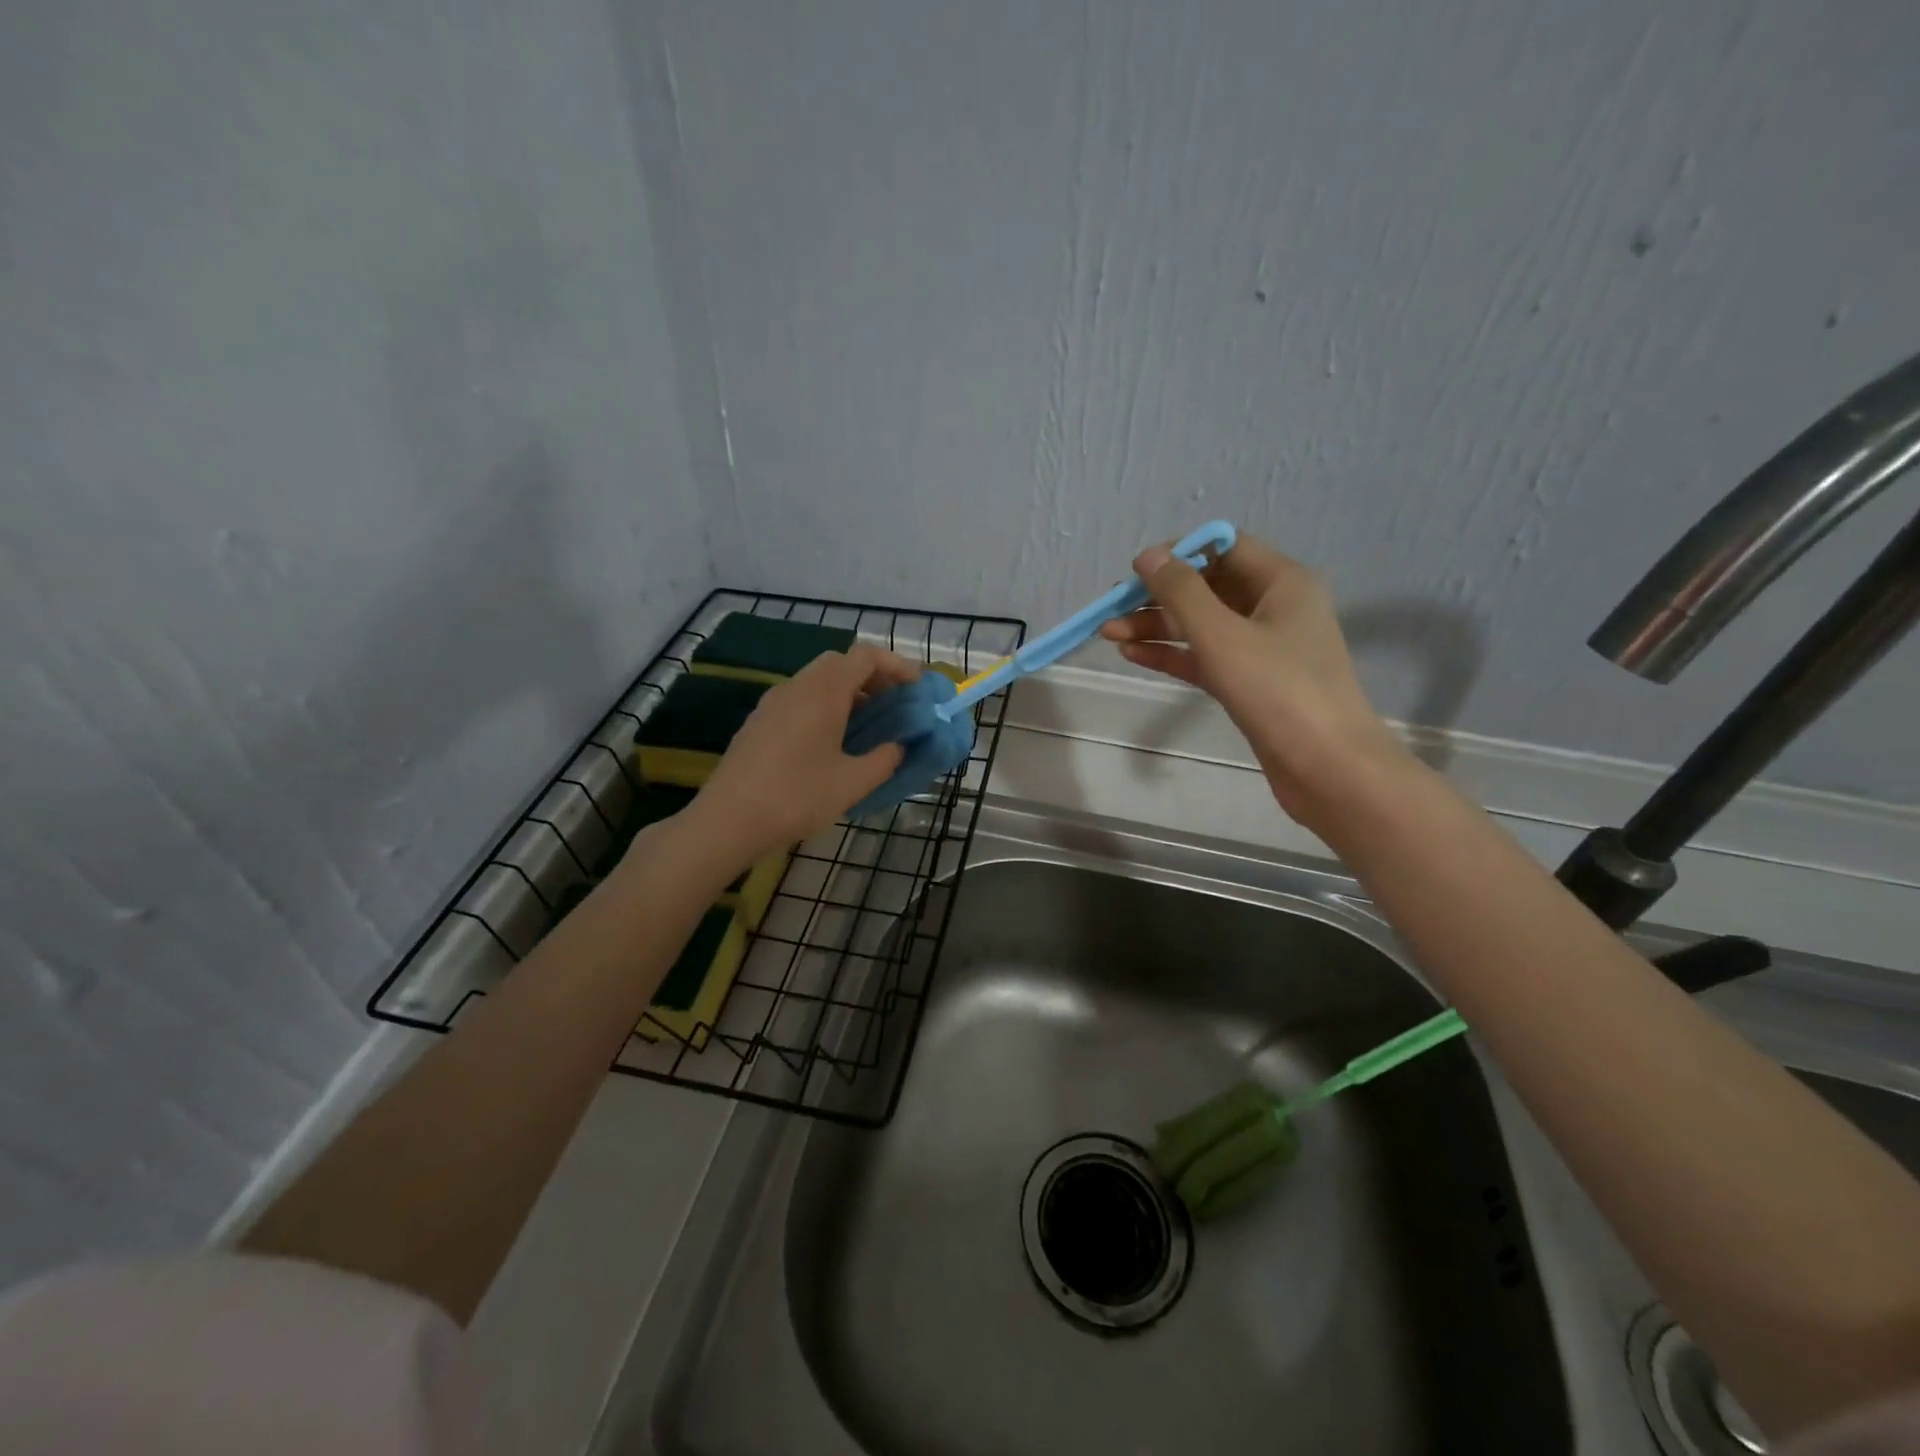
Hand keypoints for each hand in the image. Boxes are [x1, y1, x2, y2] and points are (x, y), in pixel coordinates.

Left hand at [688, 644, 917, 862]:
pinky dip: (825, 706)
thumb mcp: (852, 783)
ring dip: (847, 692)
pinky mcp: (759, 721)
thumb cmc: (796, 797)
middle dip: (872, 677)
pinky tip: (831, 741)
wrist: (728, 820)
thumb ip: (884, 760)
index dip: (896, 665)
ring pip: (817, 681)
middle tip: (893, 705)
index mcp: (824, 691)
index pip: (865, 656)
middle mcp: (797, 686)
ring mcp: (773, 702)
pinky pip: (800, 698)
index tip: (916, 687)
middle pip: (840, 663)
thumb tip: (899, 748)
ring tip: (867, 726)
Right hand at [1098, 534, 1406, 827]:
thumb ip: (1181, 592)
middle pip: (1208, 588)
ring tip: (1109, 634)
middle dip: (1159, 596)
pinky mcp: (1250, 683)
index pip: (1224, 547)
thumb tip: (1148, 555)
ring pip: (1202, 626)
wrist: (1327, 768)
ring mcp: (1263, 648)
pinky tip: (1133, 655)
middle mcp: (1274, 608)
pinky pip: (1205, 658)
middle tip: (1112, 607)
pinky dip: (1172, 655)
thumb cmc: (1278, 690)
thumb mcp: (1223, 635)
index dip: (1179, 553)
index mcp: (1281, 582)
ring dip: (1157, 627)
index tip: (1136, 570)